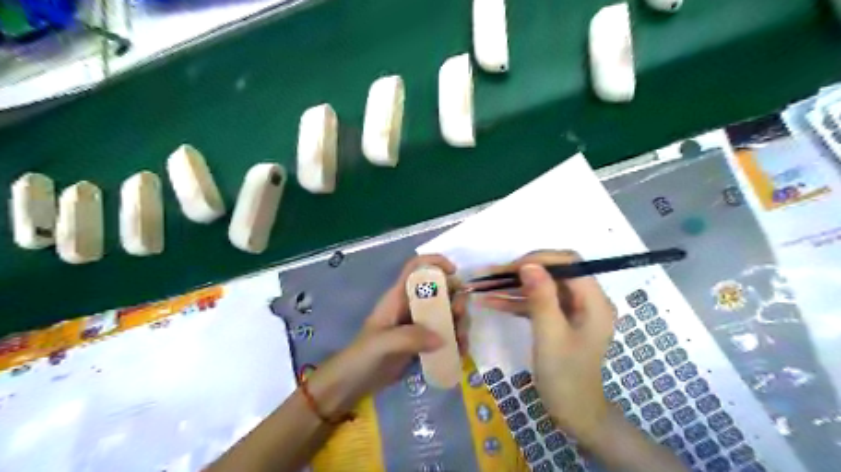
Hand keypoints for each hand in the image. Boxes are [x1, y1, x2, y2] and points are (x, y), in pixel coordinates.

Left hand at [309, 254, 469, 415]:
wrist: (353, 383)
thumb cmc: (362, 357)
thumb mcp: (383, 344)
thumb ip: (411, 338)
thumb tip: (443, 338)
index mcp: (398, 297)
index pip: (416, 268)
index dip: (435, 262)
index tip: (454, 273)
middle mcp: (411, 306)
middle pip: (440, 290)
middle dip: (455, 299)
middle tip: (459, 318)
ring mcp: (418, 325)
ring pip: (447, 313)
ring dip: (459, 323)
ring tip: (461, 343)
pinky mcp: (423, 342)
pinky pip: (446, 334)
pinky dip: (456, 340)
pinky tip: (459, 353)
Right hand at [473, 250, 614, 441]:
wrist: (573, 412)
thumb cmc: (565, 377)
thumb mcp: (550, 336)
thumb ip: (541, 298)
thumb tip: (528, 264)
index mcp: (594, 301)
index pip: (569, 263)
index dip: (539, 259)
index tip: (510, 268)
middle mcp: (586, 300)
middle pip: (553, 272)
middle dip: (521, 271)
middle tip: (492, 275)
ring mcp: (572, 309)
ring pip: (541, 286)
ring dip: (513, 286)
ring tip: (483, 285)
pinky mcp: (559, 319)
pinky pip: (537, 302)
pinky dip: (515, 301)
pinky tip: (490, 301)